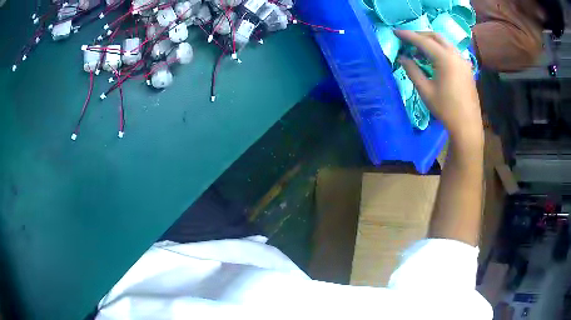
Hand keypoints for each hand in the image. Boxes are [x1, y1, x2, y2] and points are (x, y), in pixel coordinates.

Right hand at [394, 30, 482, 146]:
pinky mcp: (467, 68)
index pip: (423, 41)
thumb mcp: (425, 90)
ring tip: (419, 50)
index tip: (395, 31)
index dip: (408, 35)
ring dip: (431, 42)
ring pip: (445, 42)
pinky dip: (440, 49)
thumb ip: (412, 70)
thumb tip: (402, 57)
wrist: (467, 125)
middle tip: (407, 40)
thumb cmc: (445, 109)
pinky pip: (452, 51)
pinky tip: (435, 58)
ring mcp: (463, 60)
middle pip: (435, 36)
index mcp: (445, 59)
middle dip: (420, 35)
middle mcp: (455, 54)